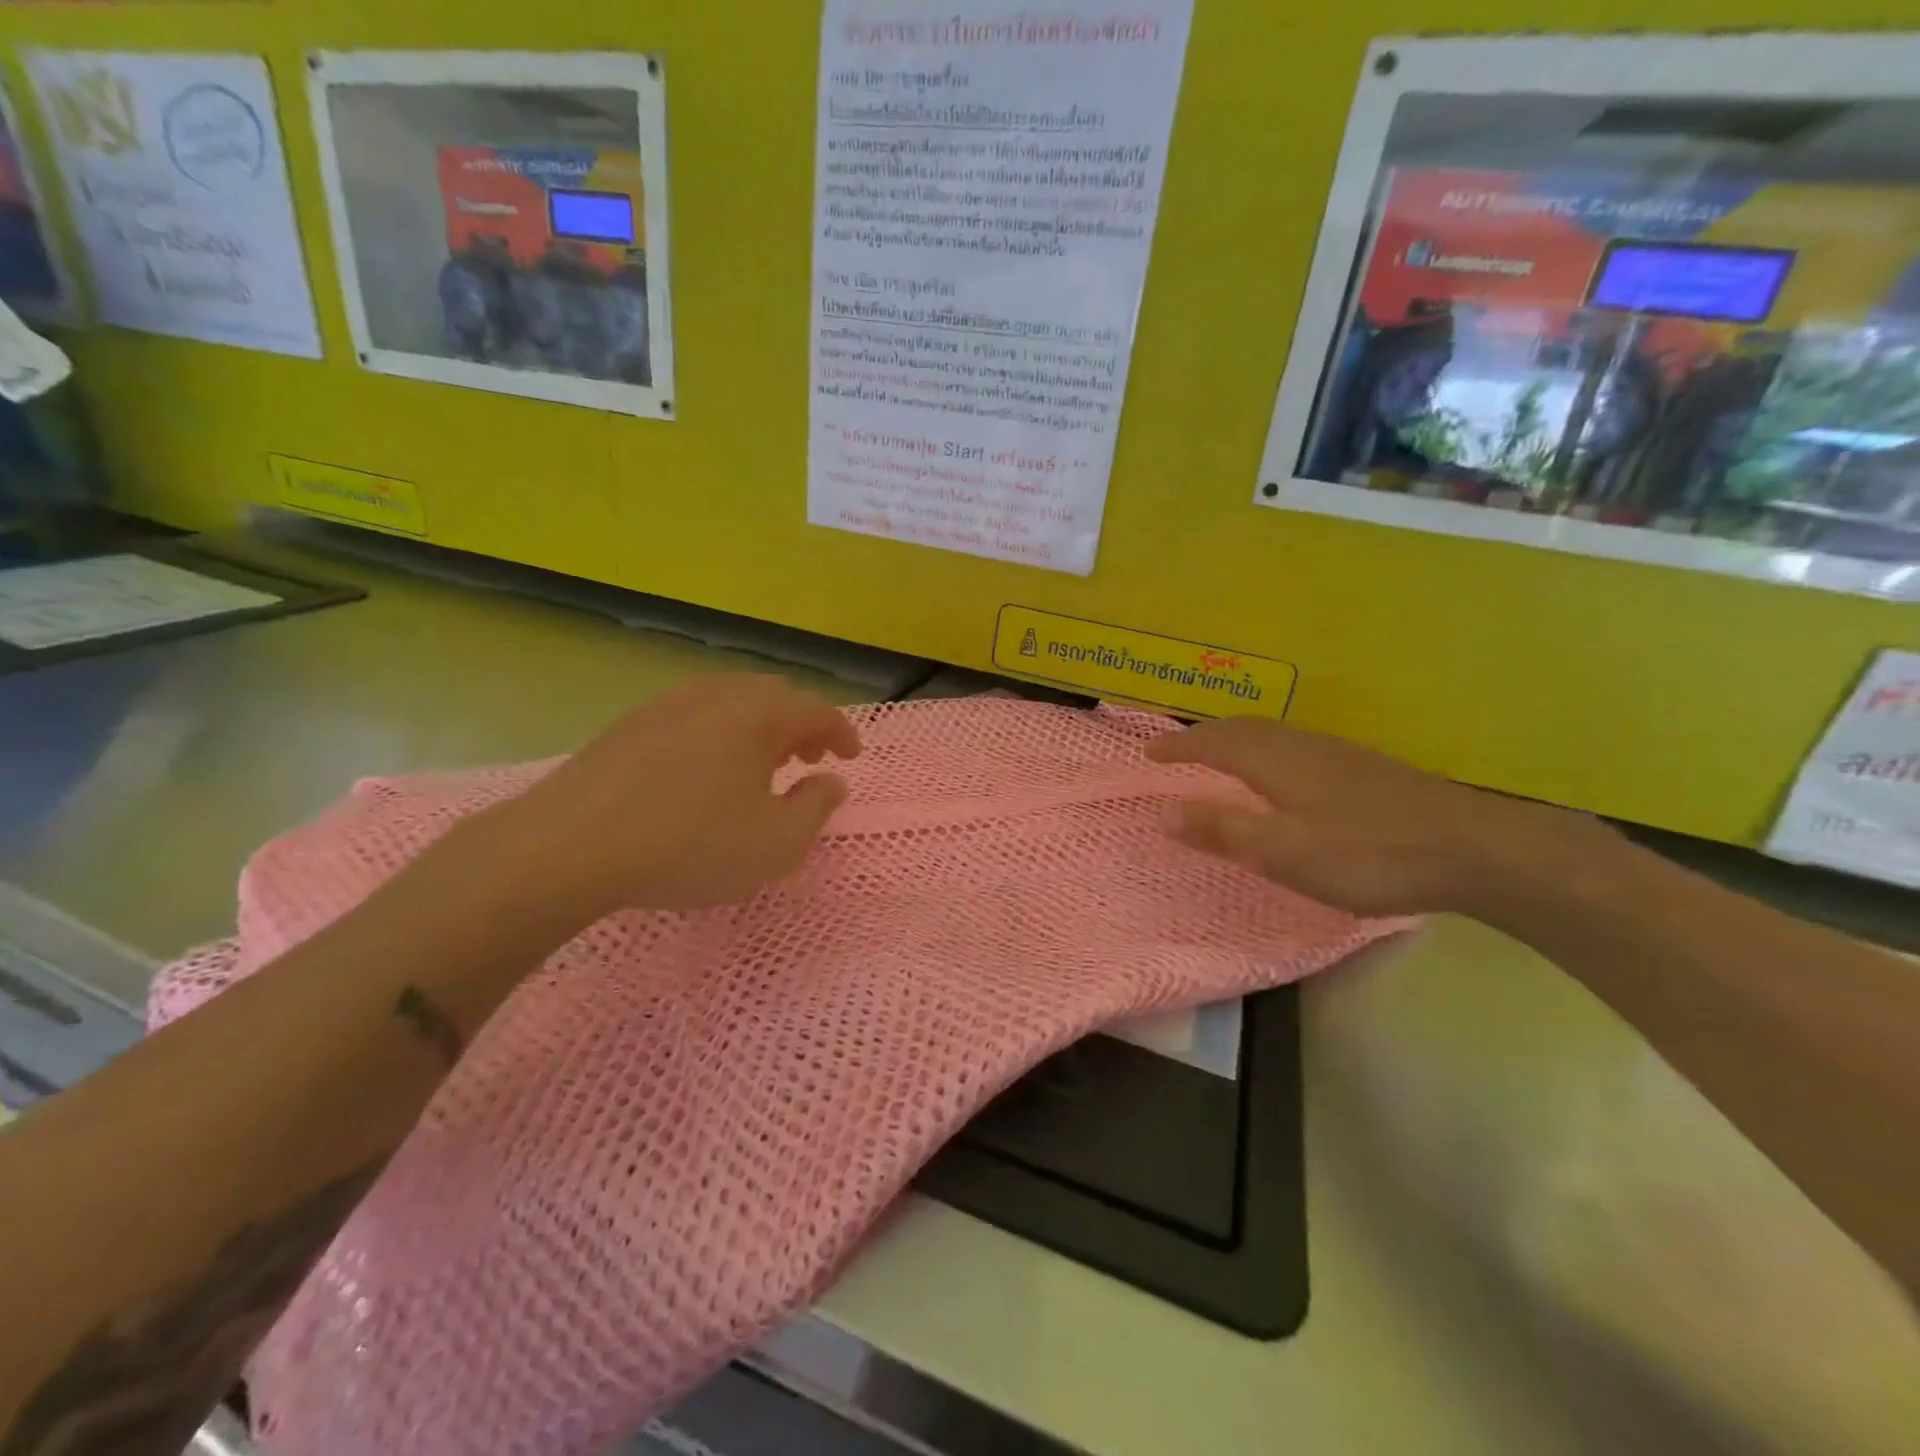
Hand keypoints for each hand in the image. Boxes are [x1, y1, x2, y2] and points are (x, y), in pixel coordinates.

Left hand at [466, 675, 859, 921]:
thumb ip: (816, 808)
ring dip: (759, 729)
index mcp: (760, 713)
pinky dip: (720, 734)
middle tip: (808, 760)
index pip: (818, 711)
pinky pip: (695, 715)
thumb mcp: (776, 843)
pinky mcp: (632, 722)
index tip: (851, 757)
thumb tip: (831, 781)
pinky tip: (707, 771)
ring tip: (761, 766)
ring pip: (732, 703)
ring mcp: (670, 703)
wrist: (569, 846)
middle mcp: (718, 693)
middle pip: (775, 697)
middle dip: (801, 726)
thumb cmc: (690, 844)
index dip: (842, 733)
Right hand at [1146, 717, 1600, 917]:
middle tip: (1179, 748)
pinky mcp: (1364, 767)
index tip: (1149, 752)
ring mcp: (1337, 753)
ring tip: (1220, 754)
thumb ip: (1223, 830)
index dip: (1179, 747)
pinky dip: (1267, 749)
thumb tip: (1165, 811)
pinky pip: (1295, 745)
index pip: (1213, 743)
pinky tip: (1283, 772)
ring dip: (1237, 737)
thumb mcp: (1283, 852)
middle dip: (1205, 735)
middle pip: (1243, 728)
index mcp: (1275, 761)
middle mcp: (1302, 745)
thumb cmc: (1365, 853)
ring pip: (1272, 733)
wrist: (1472, 847)